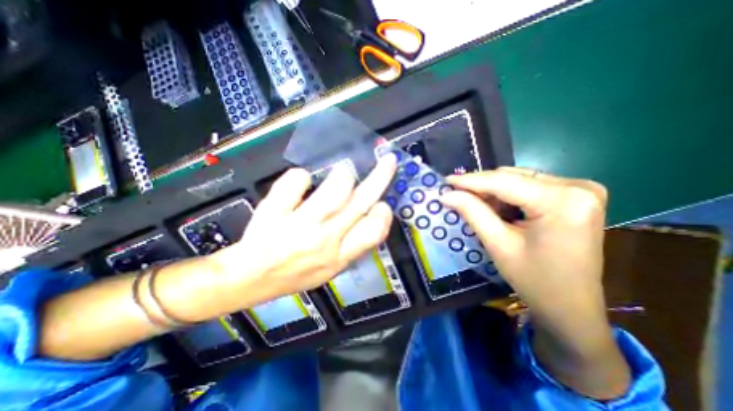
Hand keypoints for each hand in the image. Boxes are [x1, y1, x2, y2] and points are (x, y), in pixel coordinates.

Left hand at [208, 156, 398, 309]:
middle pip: (360, 203)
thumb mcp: (331, 269)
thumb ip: (352, 245)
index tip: (382, 203)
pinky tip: (300, 180)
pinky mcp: (276, 213)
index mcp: (340, 255)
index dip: (383, 214)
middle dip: (379, 178)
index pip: (374, 232)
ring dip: (343, 176)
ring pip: (334, 190)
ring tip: (343, 172)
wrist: (249, 279)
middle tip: (388, 161)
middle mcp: (325, 239)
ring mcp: (300, 225)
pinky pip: (295, 183)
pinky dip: (299, 177)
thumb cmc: (294, 273)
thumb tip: (369, 213)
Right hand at [440, 166, 606, 330]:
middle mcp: (578, 187)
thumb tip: (447, 194)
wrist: (571, 307)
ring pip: (520, 179)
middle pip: (513, 177)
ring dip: (493, 191)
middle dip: (481, 186)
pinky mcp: (577, 196)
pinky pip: (530, 186)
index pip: (504, 182)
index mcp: (563, 201)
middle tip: (456, 194)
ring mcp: (581, 190)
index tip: (446, 181)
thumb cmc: (535, 280)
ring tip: (475, 204)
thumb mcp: (498, 244)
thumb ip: (472, 212)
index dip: (471, 180)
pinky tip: (496, 208)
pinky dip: (508, 195)